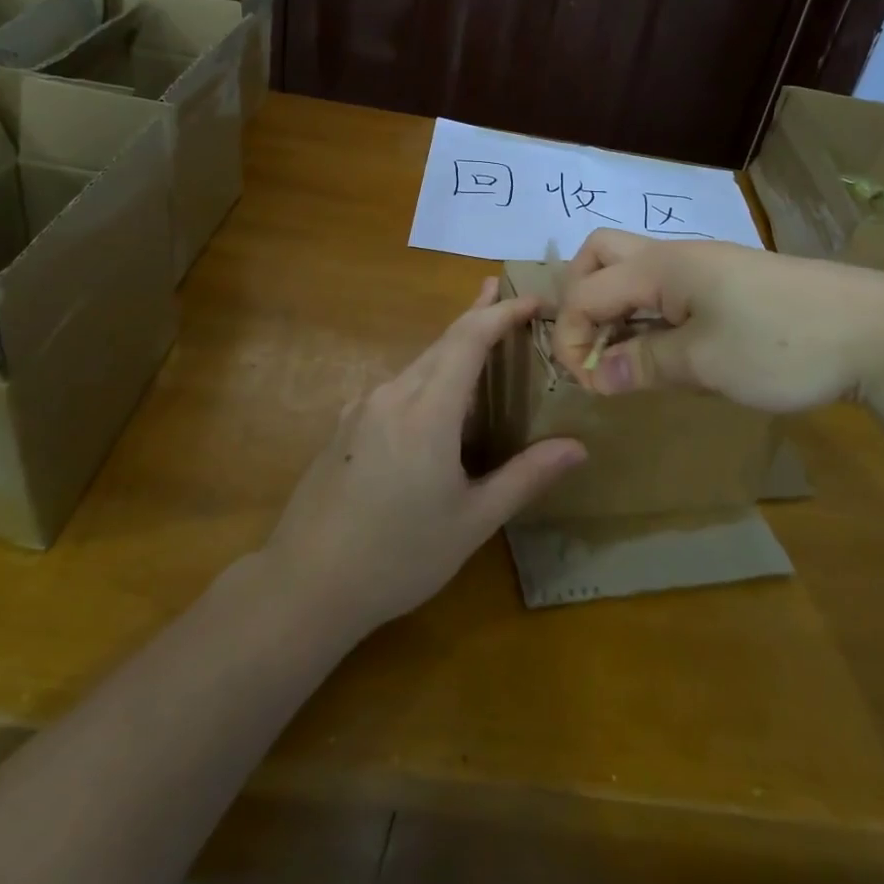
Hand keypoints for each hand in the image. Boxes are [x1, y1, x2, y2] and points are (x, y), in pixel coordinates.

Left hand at [264, 279, 587, 639]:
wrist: (306, 584)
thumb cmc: (399, 556)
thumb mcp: (472, 522)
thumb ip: (525, 477)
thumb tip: (577, 448)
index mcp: (427, 412)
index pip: (468, 339)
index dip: (501, 313)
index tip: (532, 299)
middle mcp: (392, 395)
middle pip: (442, 342)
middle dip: (478, 317)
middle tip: (510, 302)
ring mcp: (362, 408)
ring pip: (418, 365)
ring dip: (452, 350)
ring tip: (483, 347)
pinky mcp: (346, 425)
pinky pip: (397, 388)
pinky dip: (427, 378)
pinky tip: (435, 404)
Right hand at [554, 228, 883, 412]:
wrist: (877, 330)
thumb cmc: (783, 345)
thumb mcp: (706, 363)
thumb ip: (644, 364)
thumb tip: (596, 374)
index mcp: (661, 267)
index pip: (585, 292)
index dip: (571, 338)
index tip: (589, 384)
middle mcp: (674, 255)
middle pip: (599, 255)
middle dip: (580, 299)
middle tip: (595, 346)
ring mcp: (703, 265)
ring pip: (632, 269)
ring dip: (614, 306)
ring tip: (628, 354)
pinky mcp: (727, 282)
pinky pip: (665, 287)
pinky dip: (647, 312)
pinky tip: (668, 347)